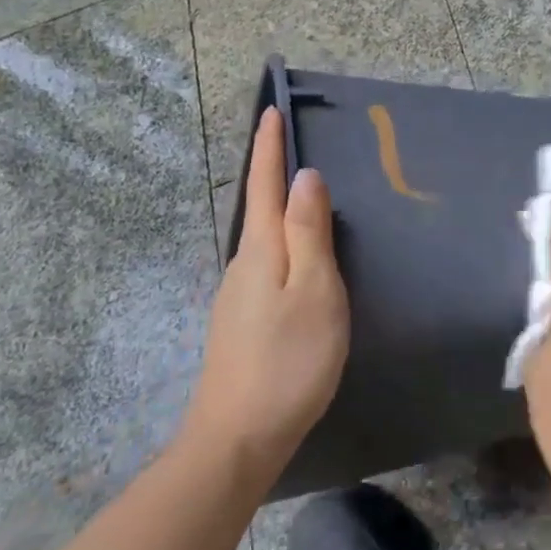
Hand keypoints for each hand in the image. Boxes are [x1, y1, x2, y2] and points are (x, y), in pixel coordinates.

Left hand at [183, 107, 348, 481]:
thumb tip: (304, 177)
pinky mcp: (243, 322)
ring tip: (303, 195)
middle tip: (290, 142)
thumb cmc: (288, 360)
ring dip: (279, 210)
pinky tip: (299, 260)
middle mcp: (243, 265)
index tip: (271, 110)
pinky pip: (266, 264)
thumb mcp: (313, 290)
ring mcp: (238, 296)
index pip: (264, 185)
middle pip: (259, 208)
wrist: (237, 440)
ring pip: (263, 239)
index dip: (269, 147)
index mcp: (261, 250)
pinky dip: (283, 244)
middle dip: (271, 172)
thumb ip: (309, 232)